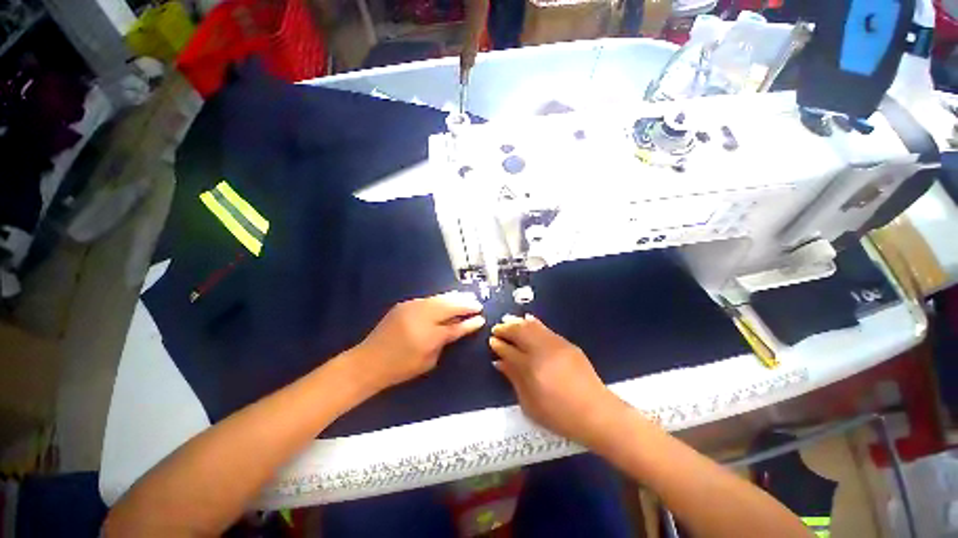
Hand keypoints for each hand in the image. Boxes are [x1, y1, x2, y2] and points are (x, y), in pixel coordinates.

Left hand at [352, 291, 484, 392]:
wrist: (368, 361)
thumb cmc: (400, 368)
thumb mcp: (428, 361)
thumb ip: (445, 341)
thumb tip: (458, 327)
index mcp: (429, 335)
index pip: (456, 325)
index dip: (470, 321)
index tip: (481, 317)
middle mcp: (422, 316)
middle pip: (449, 305)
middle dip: (465, 303)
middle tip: (477, 304)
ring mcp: (412, 306)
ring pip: (440, 298)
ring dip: (455, 298)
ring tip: (467, 298)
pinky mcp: (405, 303)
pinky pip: (430, 299)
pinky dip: (442, 299)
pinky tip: (448, 300)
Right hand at [489, 315, 626, 445]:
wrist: (596, 412)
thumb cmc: (559, 415)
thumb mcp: (530, 404)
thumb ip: (513, 379)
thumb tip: (499, 362)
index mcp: (531, 368)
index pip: (509, 351)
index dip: (499, 344)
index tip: (491, 340)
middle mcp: (542, 351)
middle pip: (519, 333)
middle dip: (506, 328)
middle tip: (497, 328)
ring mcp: (556, 345)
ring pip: (532, 327)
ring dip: (518, 322)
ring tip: (508, 320)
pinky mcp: (567, 344)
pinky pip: (546, 328)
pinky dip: (534, 323)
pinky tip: (528, 320)